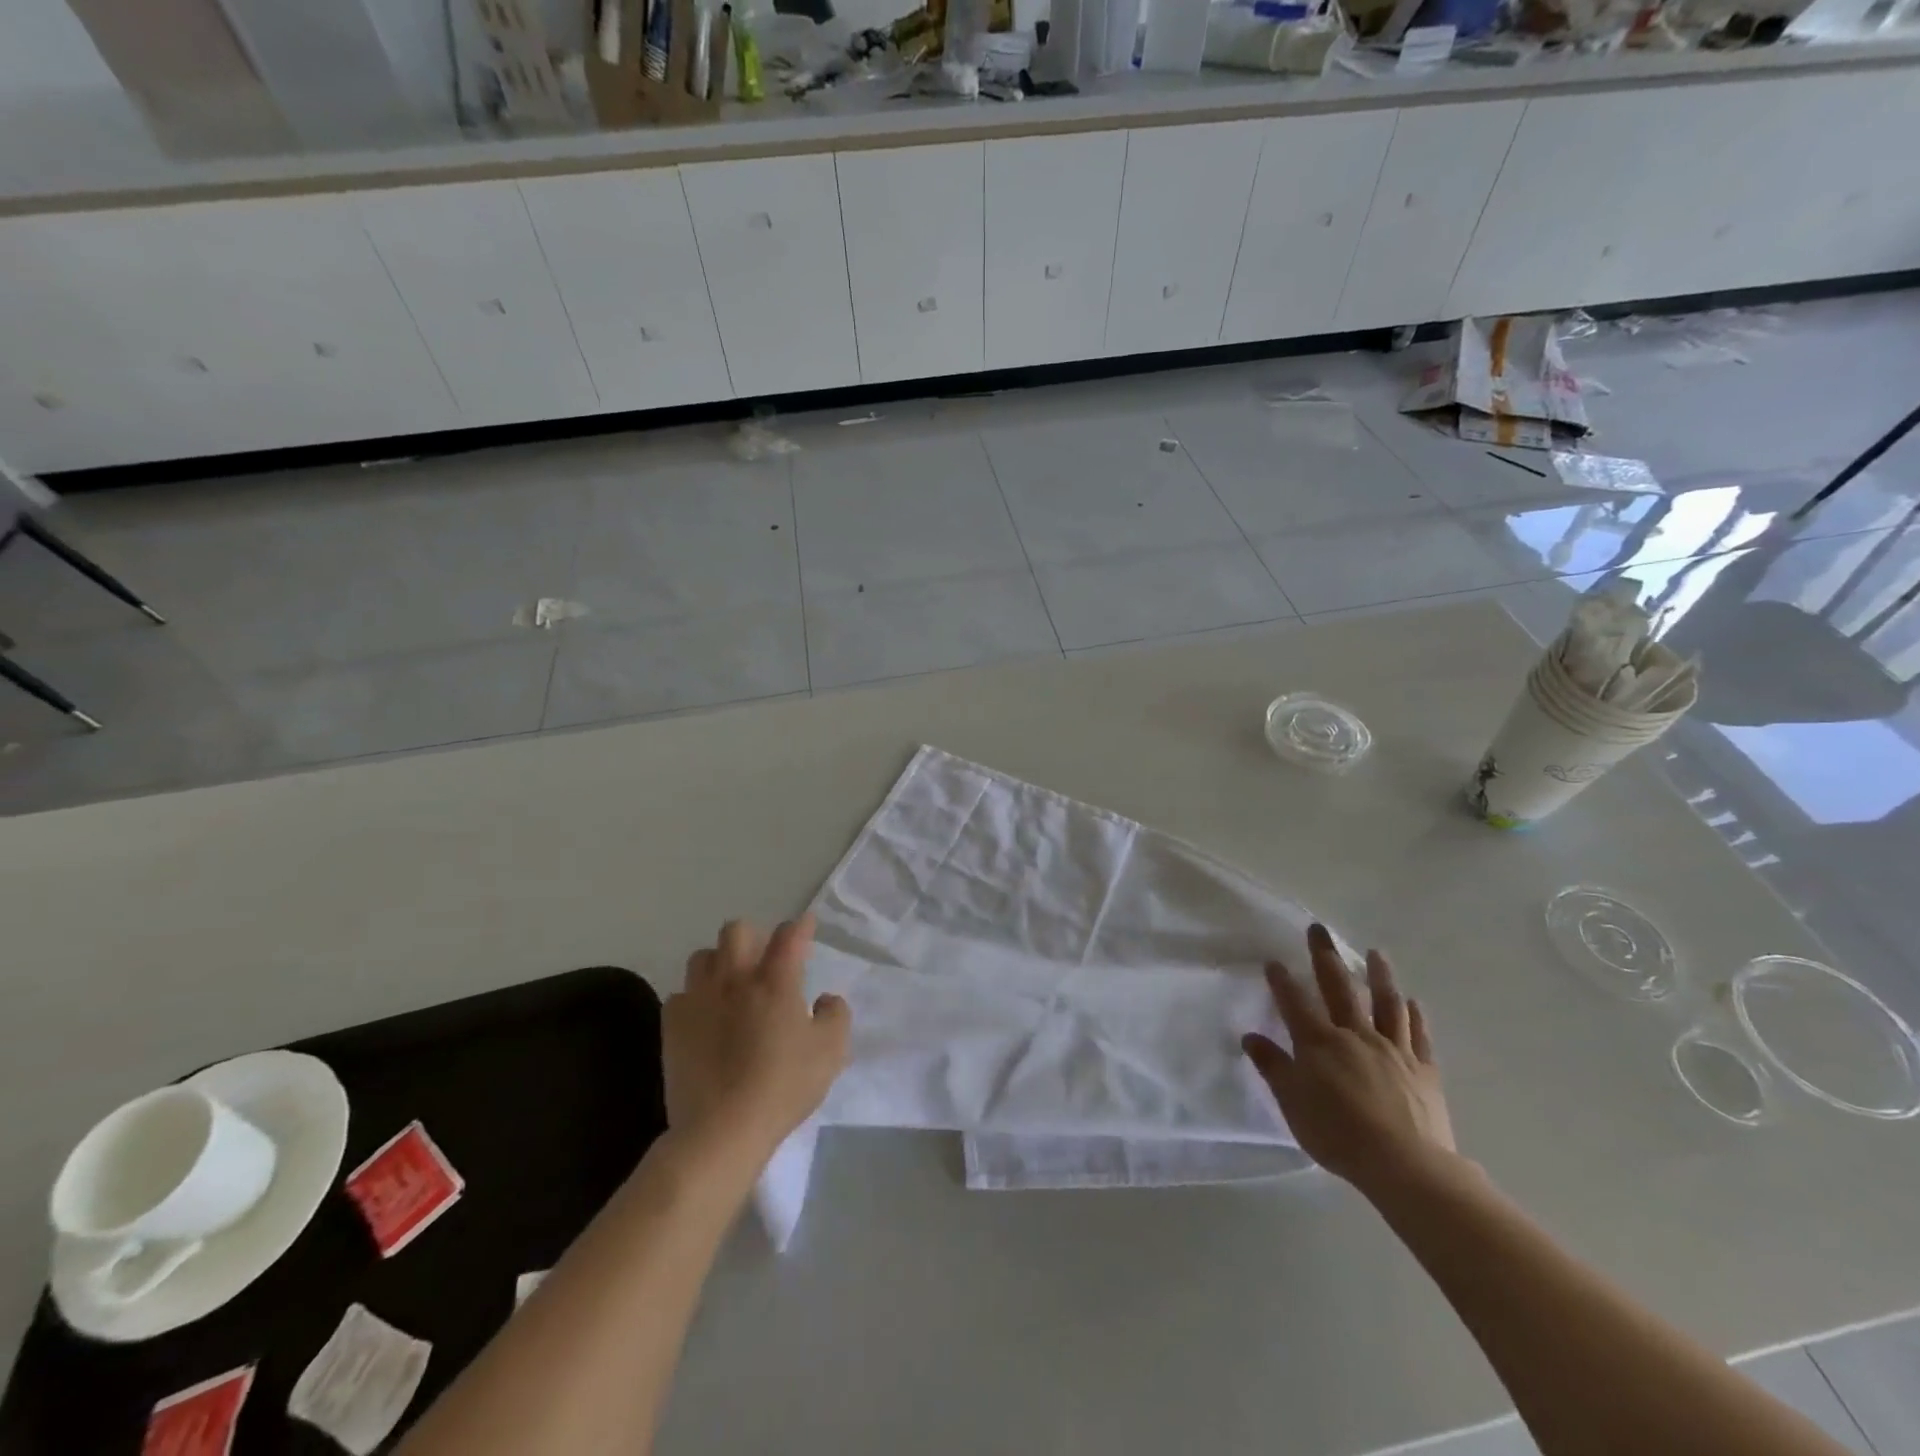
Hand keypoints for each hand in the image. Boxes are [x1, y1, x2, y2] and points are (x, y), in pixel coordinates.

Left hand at [664, 915, 850, 1168]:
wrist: (720, 1130)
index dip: (800, 927)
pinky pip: (681, 994)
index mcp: (775, 981)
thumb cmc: (782, 1087)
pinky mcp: (672, 1025)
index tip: (805, 926)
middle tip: (764, 960)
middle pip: (736, 931)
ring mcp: (698, 1000)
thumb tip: (825, 999)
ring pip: (702, 957)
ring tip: (731, 986)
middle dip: (753, 937)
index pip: (789, 936)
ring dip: (720, 963)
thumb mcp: (831, 1052)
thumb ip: (835, 1015)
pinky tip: (705, 1019)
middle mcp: (734, 979)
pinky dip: (695, 999)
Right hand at [1242, 924, 1454, 1195]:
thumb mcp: (1292, 1102)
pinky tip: (1413, 1002)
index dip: (1282, 981)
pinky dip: (1415, 1016)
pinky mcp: (1423, 1070)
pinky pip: (1419, 1036)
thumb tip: (1250, 1037)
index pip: (1294, 1003)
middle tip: (1319, 929)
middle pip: (1338, 988)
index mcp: (1319, 1043)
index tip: (1273, 961)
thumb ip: (1273, 1067)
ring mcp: (1393, 1050)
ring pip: (1385, 1003)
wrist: (1405, 1166)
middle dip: (1325, 957)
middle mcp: (1355, 1035)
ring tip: (1376, 953)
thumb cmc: (1338, 1134)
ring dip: (1379, 975)